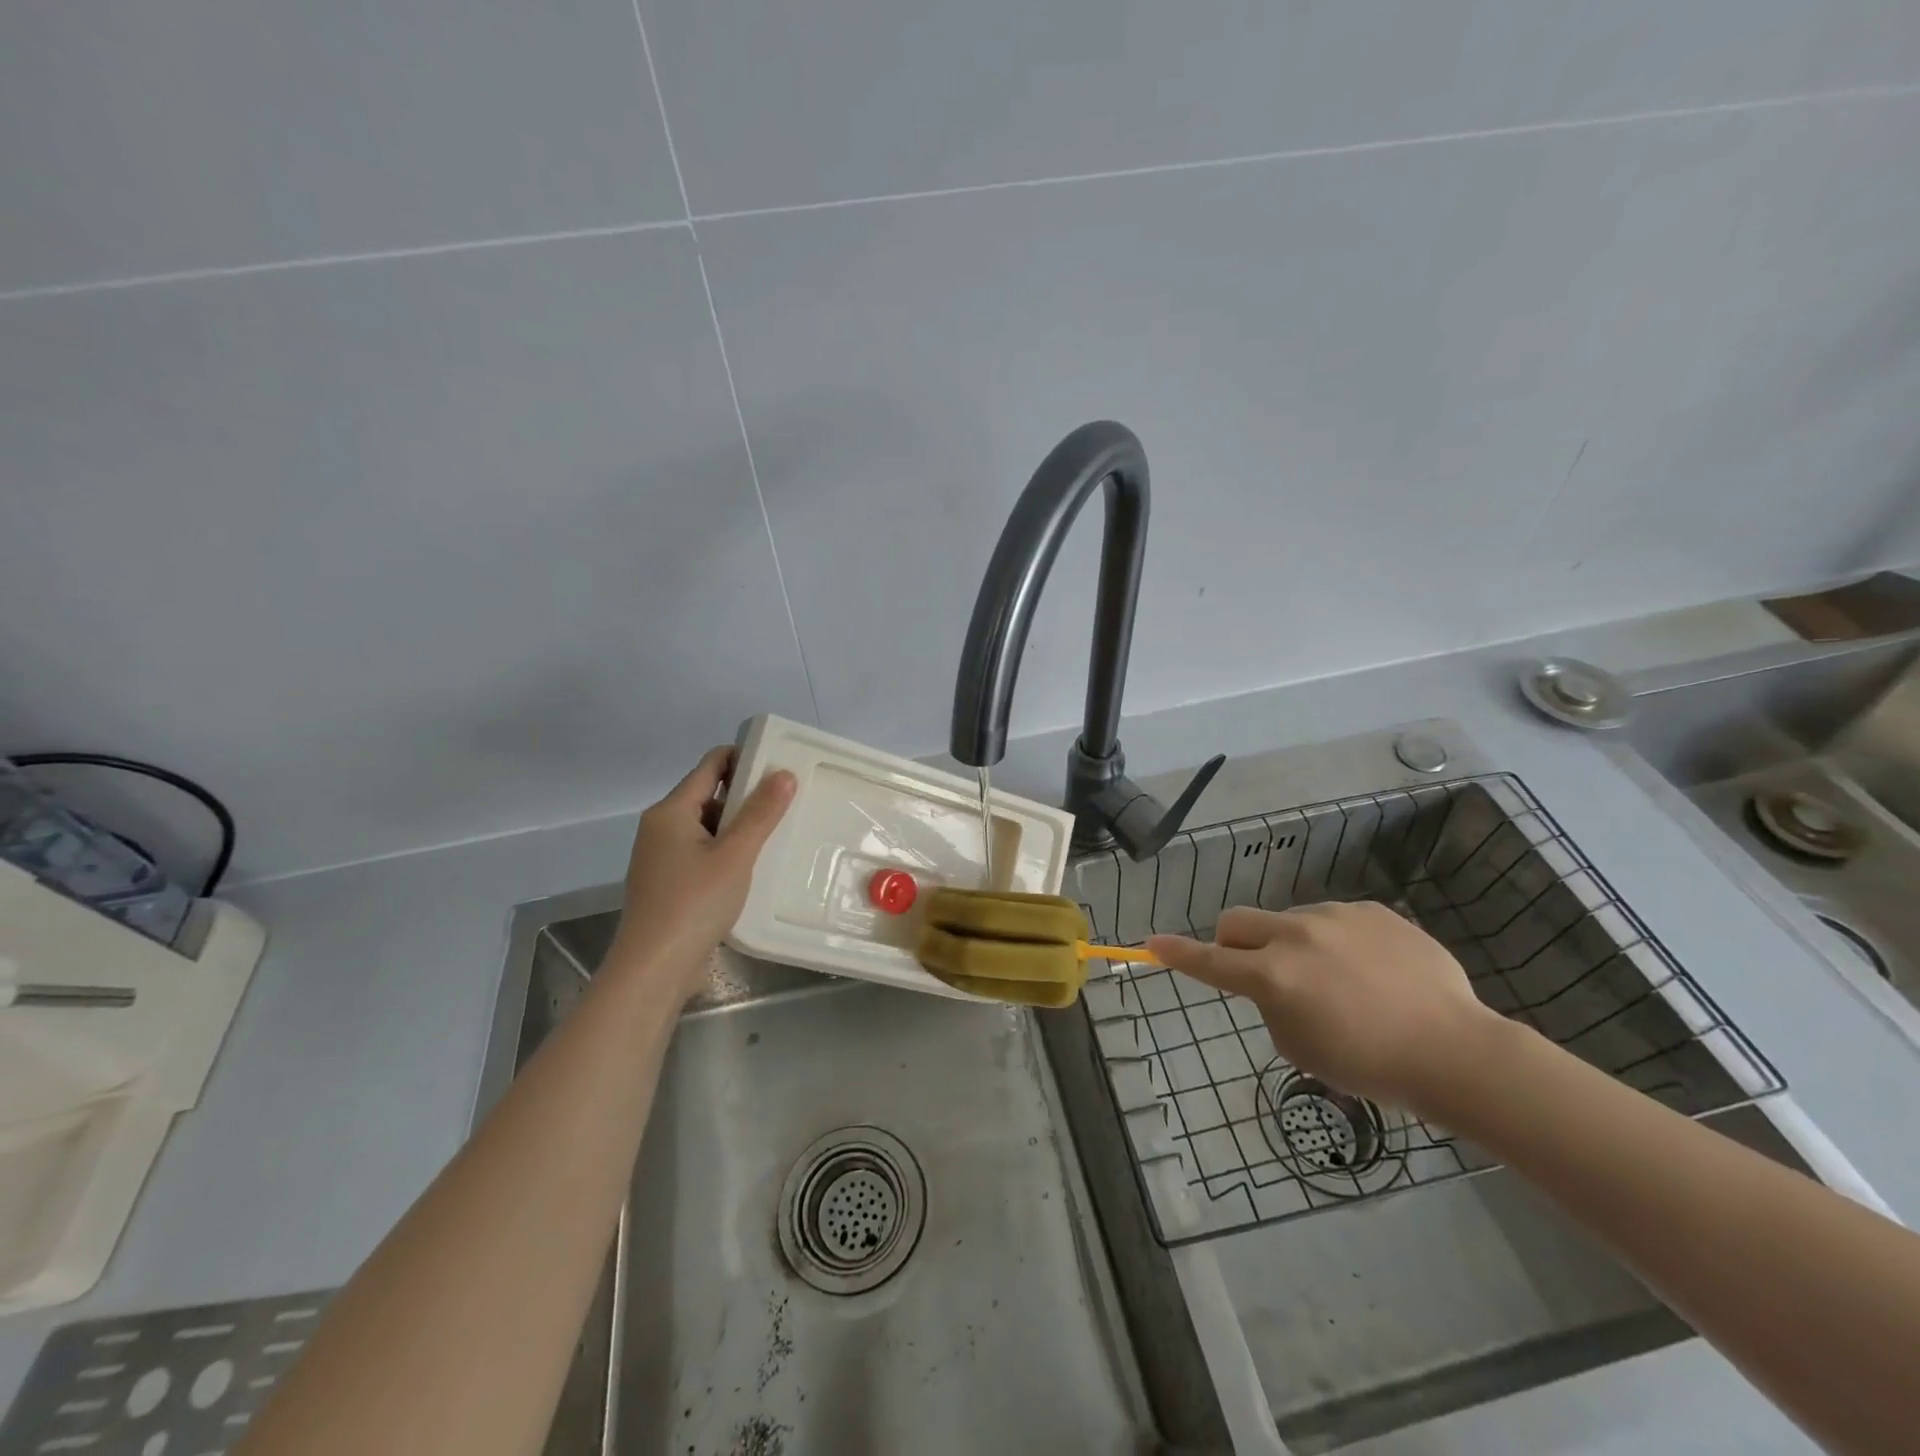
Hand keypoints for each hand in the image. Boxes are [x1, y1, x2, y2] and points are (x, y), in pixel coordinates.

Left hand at [605, 745, 795, 1001]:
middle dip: (747, 794)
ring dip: (739, 825)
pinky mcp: (669, 884)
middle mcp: (660, 828)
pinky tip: (755, 865)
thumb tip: (784, 774)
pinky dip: (727, 851)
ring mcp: (662, 858)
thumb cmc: (694, 903)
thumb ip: (761, 813)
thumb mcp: (735, 855)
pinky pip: (703, 853)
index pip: (710, 765)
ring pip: (707, 827)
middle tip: (789, 798)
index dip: (744, 756)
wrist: (654, 969)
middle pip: (708, 794)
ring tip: (780, 829)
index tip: (780, 762)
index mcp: (670, 811)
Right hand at [1148, 902, 1505, 1113]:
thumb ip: (1271, 1006)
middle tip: (1259, 971)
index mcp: (1274, 976)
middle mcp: (1296, 935)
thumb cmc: (1372, 1065)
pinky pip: (1335, 920)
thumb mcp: (1301, 1048)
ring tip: (1341, 982)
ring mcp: (1336, 917)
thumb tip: (1274, 985)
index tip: (1150, 943)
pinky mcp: (1371, 910)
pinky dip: (1337, 942)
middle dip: (1234, 942)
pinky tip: (1373, 972)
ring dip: (1294, 945)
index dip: (1176, 953)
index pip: (1210, 960)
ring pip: (1289, 920)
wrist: (1456, 1051)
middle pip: (1237, 921)